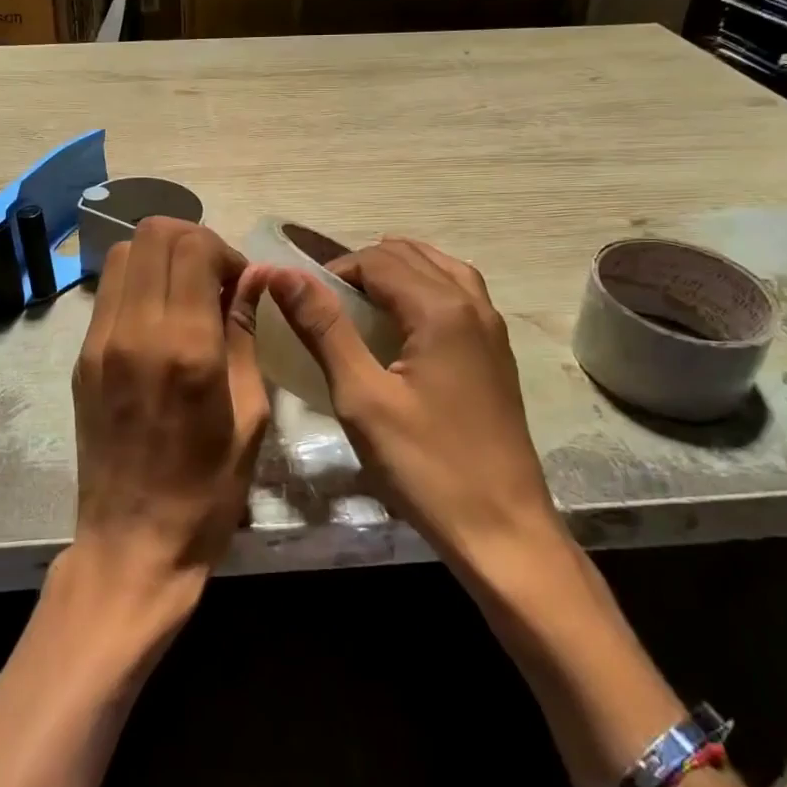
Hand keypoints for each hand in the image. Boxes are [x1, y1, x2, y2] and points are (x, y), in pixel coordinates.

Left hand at [68, 218, 270, 613]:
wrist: (132, 545)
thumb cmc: (207, 490)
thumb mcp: (250, 413)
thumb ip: (246, 333)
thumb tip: (253, 278)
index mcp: (185, 348)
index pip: (192, 246)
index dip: (224, 250)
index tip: (240, 283)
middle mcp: (135, 331)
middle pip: (152, 234)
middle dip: (192, 241)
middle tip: (215, 281)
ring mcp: (99, 342)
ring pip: (123, 253)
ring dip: (161, 257)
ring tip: (186, 295)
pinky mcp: (81, 357)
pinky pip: (109, 290)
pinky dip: (138, 283)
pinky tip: (160, 319)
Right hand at [263, 237, 562, 562]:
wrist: (503, 531)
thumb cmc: (425, 466)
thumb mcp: (362, 397)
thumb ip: (324, 328)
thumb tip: (284, 274)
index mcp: (441, 309)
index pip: (377, 260)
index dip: (334, 272)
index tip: (303, 304)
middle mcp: (472, 304)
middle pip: (409, 256)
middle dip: (362, 267)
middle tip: (325, 304)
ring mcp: (491, 327)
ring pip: (439, 268)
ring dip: (396, 271)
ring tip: (360, 301)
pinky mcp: (496, 352)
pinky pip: (459, 293)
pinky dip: (425, 287)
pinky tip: (405, 320)